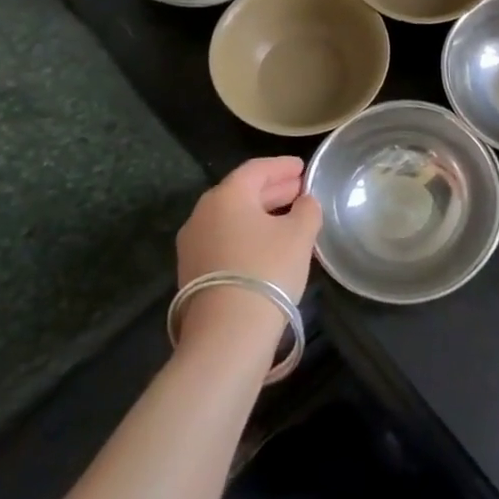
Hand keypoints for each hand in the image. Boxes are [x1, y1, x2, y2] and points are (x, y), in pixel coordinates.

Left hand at [173, 157, 319, 354]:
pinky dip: (247, 235)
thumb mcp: (300, 235)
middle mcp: (203, 214)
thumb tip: (305, 202)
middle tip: (299, 190)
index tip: (302, 166)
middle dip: (272, 190)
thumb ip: (307, 210)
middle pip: (241, 192)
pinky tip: (267, 246)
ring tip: (287, 218)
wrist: (227, 333)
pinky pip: (224, 240)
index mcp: (227, 195)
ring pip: (231, 218)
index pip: (257, 169)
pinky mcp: (191, 272)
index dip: (282, 166)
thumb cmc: (267, 270)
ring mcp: (192, 244)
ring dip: (260, 214)